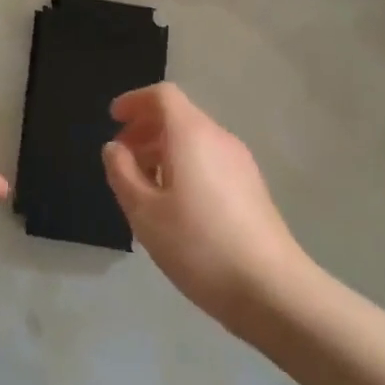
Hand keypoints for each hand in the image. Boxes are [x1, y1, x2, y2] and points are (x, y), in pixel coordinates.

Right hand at [104, 83, 304, 326]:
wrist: (271, 289)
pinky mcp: (252, 188)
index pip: (163, 95)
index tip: (113, 119)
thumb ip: (122, 173)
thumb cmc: (198, 245)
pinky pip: (210, 160)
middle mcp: (218, 138)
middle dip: (146, 129)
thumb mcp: (144, 212)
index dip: (135, 101)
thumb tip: (114, 148)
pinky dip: (185, 166)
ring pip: (195, 140)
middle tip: (121, 157)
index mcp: (191, 134)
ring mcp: (240, 163)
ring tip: (143, 186)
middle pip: (179, 116)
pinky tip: (175, 205)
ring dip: (164, 150)